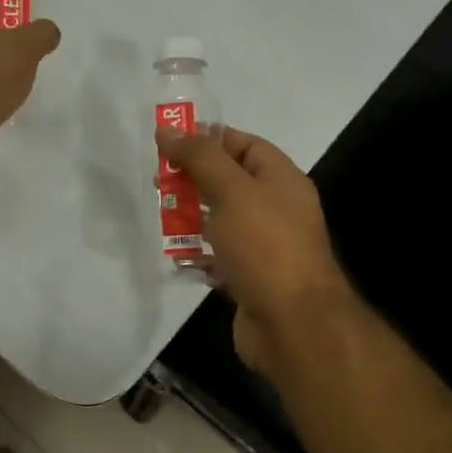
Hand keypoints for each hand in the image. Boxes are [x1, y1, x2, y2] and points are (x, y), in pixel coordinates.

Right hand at [156, 125, 354, 372]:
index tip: (170, 142)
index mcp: (281, 180)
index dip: (209, 139)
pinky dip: (197, 256)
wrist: (293, 324)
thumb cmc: (265, 246)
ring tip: (160, 218)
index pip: (244, 145)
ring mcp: (263, 247)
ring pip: (220, 221)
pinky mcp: (249, 279)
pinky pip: (218, 258)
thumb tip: (167, 128)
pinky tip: (175, 257)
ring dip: (190, 218)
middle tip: (158, 181)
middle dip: (193, 179)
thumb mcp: (232, 191)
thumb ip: (199, 158)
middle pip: (229, 182)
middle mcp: (275, 209)